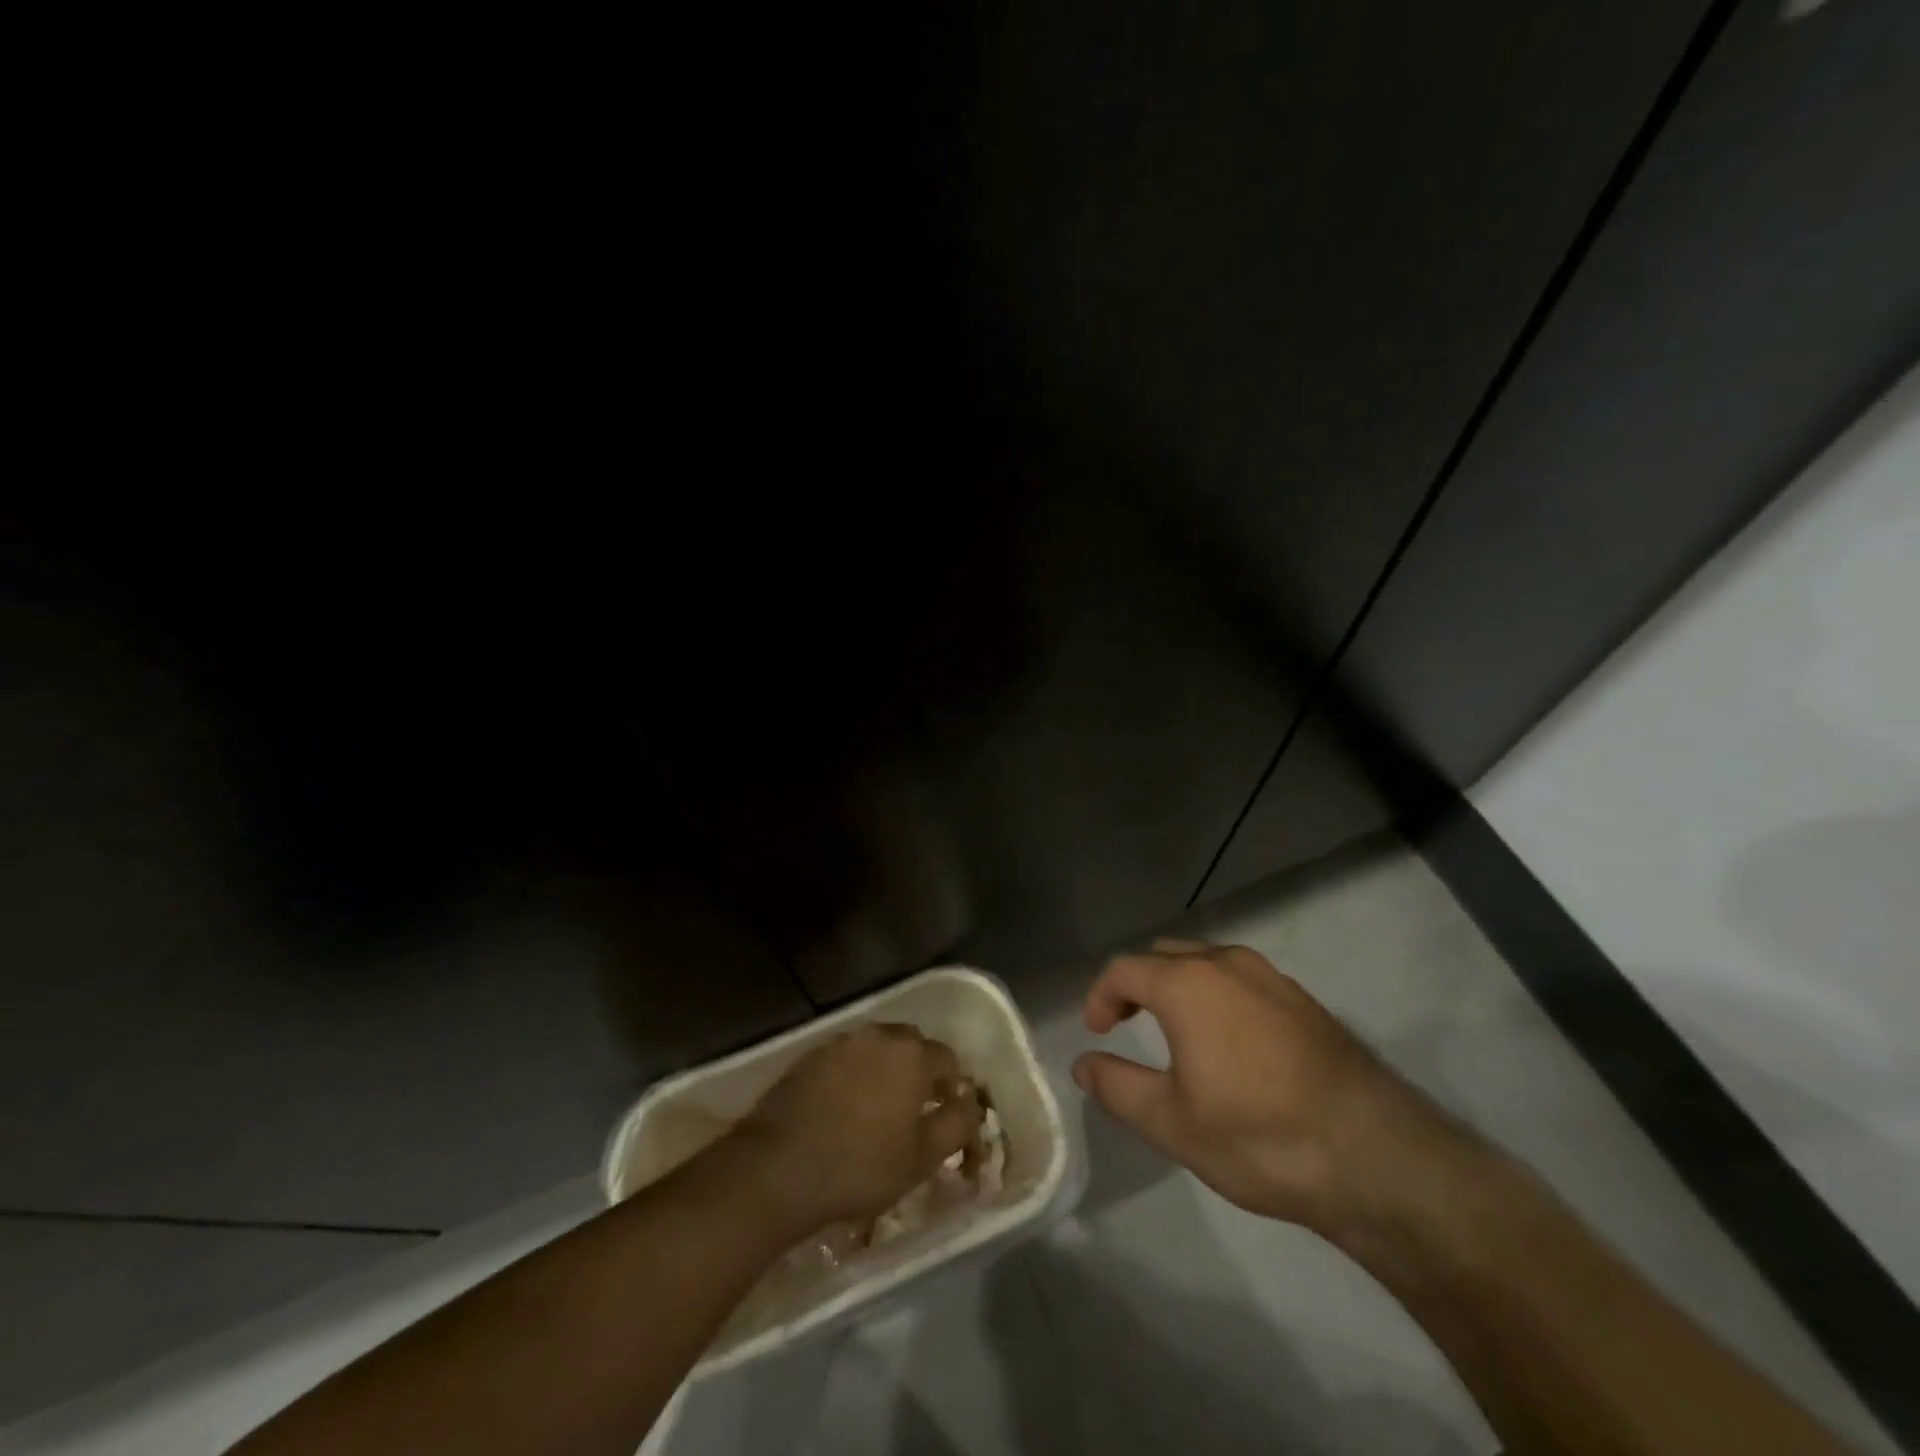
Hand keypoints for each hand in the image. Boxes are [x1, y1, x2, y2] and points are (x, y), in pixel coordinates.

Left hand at [734, 1024, 980, 1230]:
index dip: (953, 1088)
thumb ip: (957, 1125)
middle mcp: (879, 1035)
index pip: (949, 1059)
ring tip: (878, 1110)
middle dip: (919, 1072)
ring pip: (877, 1049)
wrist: (780, 1167)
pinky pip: (846, 1059)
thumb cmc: (861, 1166)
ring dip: (885, 1071)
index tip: (947, 1116)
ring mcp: (841, 1042)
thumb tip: (970, 1105)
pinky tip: (844, 1108)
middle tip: (915, 1111)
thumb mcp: (922, 1158)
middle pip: (912, 1046)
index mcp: (913, 1054)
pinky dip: (853, 1076)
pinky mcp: (810, 1056)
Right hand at [1072, 940, 1460, 1236]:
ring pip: (1208, 962)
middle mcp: (1228, 963)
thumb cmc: (1258, 1136)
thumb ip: (1117, 1087)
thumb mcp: (1171, 1122)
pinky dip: (1219, 995)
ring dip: (1180, 985)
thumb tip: (1083, 1065)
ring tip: (1175, 1030)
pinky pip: (1244, 980)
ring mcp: (1273, 978)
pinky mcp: (1306, 1001)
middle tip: (1126, 1023)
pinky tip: (1231, 1042)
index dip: (1100, 995)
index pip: (1125, 969)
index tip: (1095, 1031)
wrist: (1375, 1156)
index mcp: (1187, 983)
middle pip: (1165, 955)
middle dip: (1138, 983)